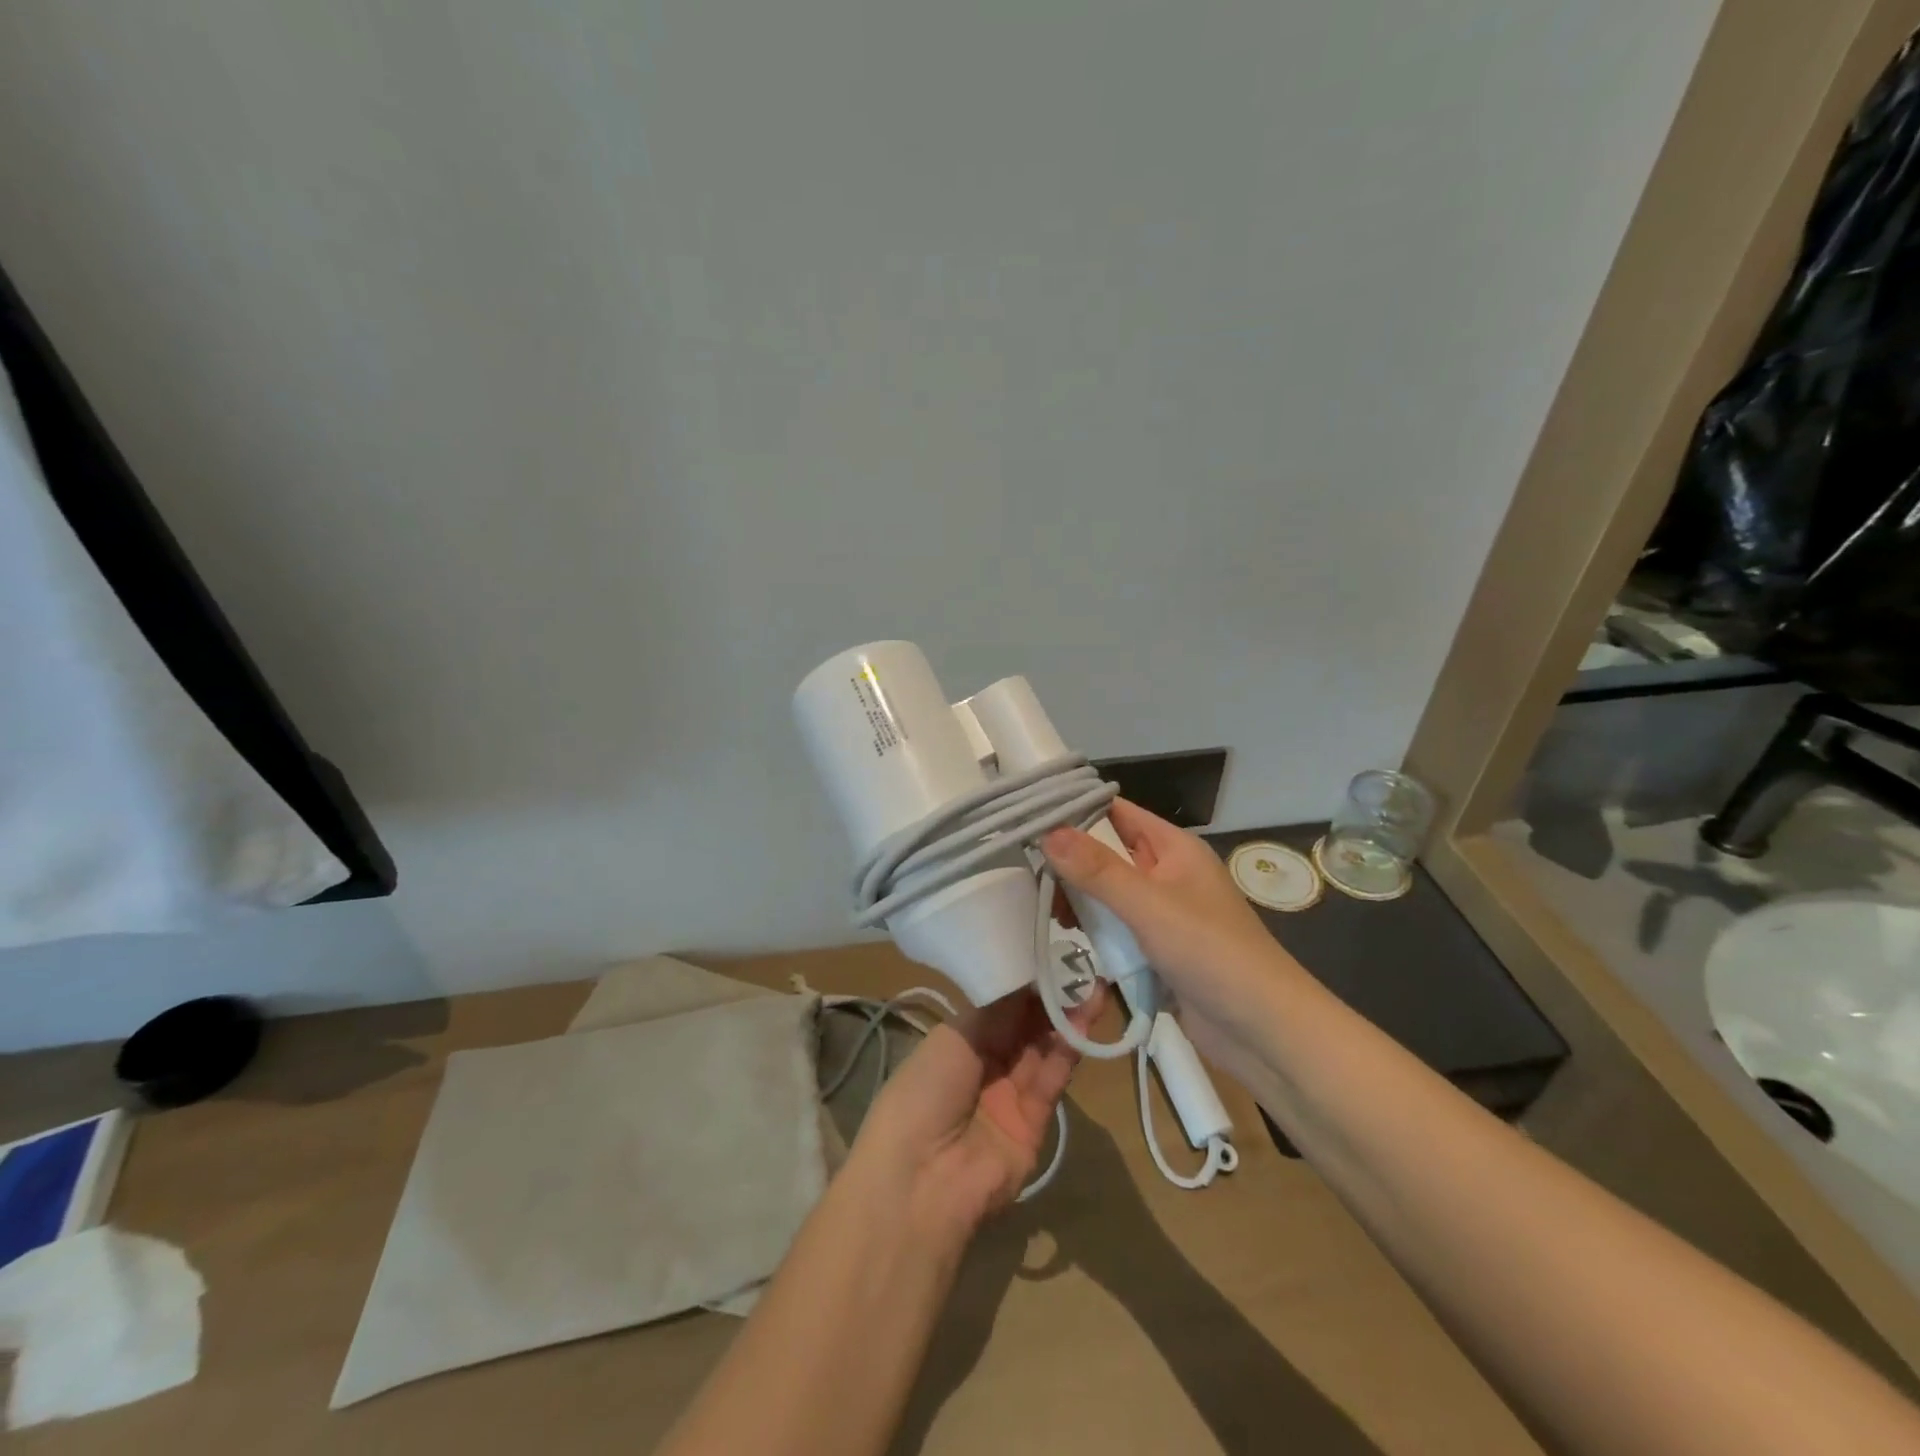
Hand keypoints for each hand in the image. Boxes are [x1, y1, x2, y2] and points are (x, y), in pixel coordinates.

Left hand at [853, 986, 1102, 1240]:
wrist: (922, 1180)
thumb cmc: (924, 1093)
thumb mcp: (954, 1038)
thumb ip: (996, 1010)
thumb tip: (1025, 976)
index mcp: (959, 1041)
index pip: (1000, 1004)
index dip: (1025, 981)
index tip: (1051, 952)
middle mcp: (987, 1064)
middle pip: (1026, 1025)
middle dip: (1052, 996)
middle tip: (1082, 965)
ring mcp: (1012, 1094)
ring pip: (1045, 1048)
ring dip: (1068, 1019)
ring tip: (1093, 986)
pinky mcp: (1036, 1122)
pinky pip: (1053, 1078)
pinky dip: (1069, 1051)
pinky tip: (1085, 1021)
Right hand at [1042, 800, 1309, 1103]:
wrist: (1263, 1031)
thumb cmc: (1211, 953)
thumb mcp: (1149, 905)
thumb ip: (1098, 870)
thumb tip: (1047, 832)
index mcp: (1174, 848)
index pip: (1116, 812)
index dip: (1075, 810)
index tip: (1028, 817)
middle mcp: (1167, 873)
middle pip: (1107, 853)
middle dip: (1071, 862)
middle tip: (1029, 874)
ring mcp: (1163, 913)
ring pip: (1108, 894)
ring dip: (1081, 900)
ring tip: (1046, 910)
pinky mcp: (1158, 949)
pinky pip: (1117, 929)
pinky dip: (1095, 931)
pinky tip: (1070, 938)